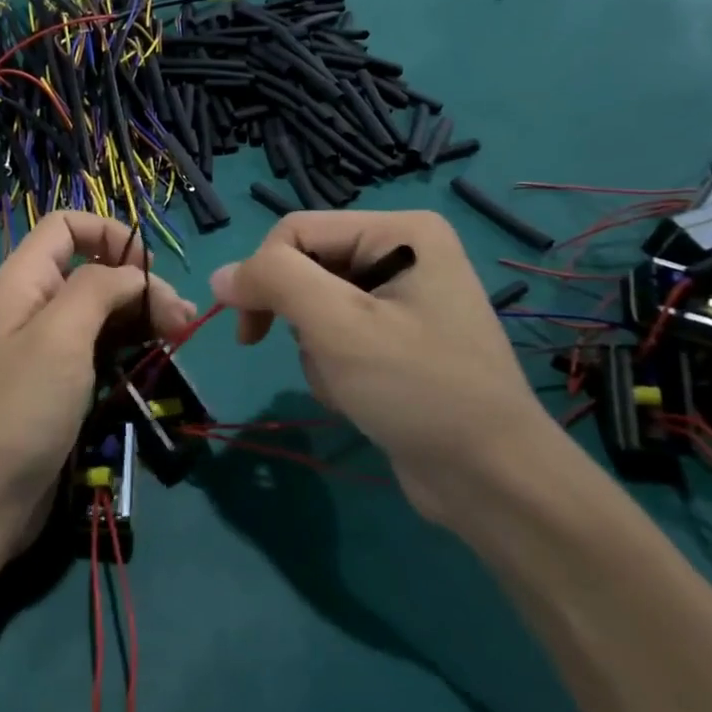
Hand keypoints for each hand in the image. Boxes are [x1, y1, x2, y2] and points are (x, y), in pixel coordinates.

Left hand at [0, 212, 197, 548]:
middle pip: (92, 269)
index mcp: (22, 280)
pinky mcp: (58, 383)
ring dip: (141, 316)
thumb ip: (98, 288)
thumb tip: (134, 274)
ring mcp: (45, 347)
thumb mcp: (60, 336)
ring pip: (100, 310)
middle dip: (138, 283)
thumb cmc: (21, 408)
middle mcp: (32, 305)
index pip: (66, 225)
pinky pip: (98, 347)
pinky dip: (129, 346)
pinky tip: (155, 358)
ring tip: (180, 337)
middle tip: (181, 319)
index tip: (148, 268)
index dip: (109, 233)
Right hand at [210, 211, 552, 524]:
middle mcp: (403, 252)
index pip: (295, 231)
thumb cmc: (417, 389)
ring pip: (314, 306)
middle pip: (305, 268)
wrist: (491, 479)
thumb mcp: (338, 326)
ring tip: (350, 384)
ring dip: (315, 350)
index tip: (249, 333)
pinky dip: (332, 366)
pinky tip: (359, 396)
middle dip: (300, 320)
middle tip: (316, 360)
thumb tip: (220, 274)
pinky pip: (336, 335)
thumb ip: (274, 282)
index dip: (262, 276)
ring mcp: (401, 297)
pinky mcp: (396, 338)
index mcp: (401, 231)